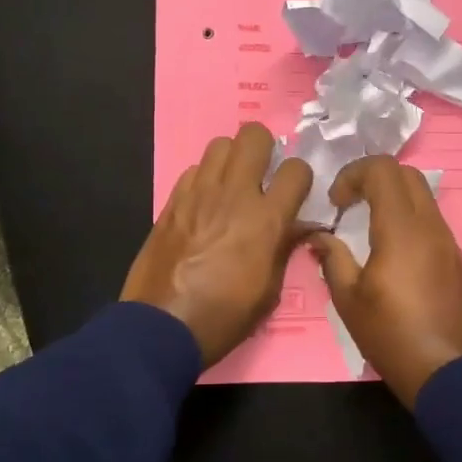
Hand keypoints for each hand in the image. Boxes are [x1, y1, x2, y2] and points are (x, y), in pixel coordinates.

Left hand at [122, 124, 313, 365]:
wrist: (162, 326)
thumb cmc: (224, 317)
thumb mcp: (269, 292)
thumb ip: (284, 249)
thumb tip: (298, 227)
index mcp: (266, 219)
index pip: (296, 169)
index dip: (299, 178)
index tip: (294, 193)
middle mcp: (234, 194)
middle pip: (253, 135)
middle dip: (264, 147)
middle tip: (262, 172)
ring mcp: (198, 193)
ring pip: (220, 144)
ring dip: (232, 158)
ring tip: (232, 183)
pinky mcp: (172, 201)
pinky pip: (193, 170)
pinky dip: (204, 178)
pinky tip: (204, 203)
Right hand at [307, 156, 461, 409]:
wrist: (449, 373)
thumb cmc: (392, 336)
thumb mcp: (348, 300)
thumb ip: (332, 258)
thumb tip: (318, 237)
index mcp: (402, 229)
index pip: (383, 169)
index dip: (353, 173)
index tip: (335, 203)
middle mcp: (430, 226)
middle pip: (406, 174)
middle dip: (373, 178)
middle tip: (349, 204)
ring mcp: (448, 242)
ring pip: (422, 196)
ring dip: (392, 198)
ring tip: (366, 226)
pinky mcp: (455, 259)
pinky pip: (430, 220)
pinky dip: (407, 218)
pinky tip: (390, 249)